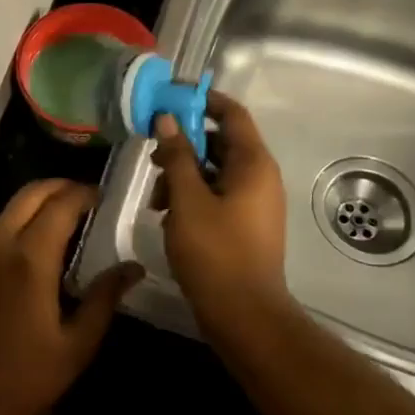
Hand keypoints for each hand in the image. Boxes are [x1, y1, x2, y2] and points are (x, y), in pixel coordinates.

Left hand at [0, 180, 142, 414]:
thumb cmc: (24, 381)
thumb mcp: (76, 345)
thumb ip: (104, 298)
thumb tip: (133, 267)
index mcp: (29, 259)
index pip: (60, 205)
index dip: (83, 193)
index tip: (100, 195)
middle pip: (28, 195)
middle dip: (57, 187)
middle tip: (80, 196)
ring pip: (2, 214)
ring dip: (30, 210)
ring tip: (53, 226)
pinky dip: (5, 233)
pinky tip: (17, 257)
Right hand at [151, 91, 292, 329]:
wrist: (244, 315)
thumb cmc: (215, 252)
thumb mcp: (187, 199)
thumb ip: (178, 155)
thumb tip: (168, 119)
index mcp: (253, 164)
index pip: (232, 113)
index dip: (203, 101)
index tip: (170, 99)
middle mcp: (259, 177)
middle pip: (221, 142)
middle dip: (185, 144)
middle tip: (154, 155)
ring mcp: (254, 202)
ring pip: (215, 171)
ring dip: (183, 175)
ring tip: (156, 197)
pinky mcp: (244, 224)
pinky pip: (218, 195)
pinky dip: (192, 197)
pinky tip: (168, 216)